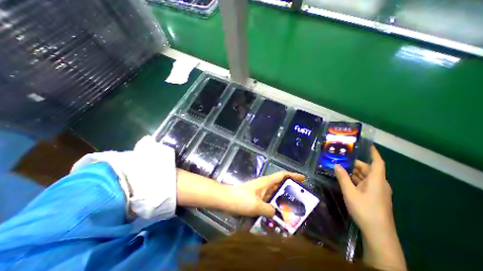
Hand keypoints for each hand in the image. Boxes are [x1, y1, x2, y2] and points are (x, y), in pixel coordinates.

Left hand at [228, 171, 304, 217]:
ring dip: (282, 199)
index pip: (282, 175)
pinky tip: (278, 213)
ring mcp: (261, 192)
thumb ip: (269, 210)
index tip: (303, 178)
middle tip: (301, 199)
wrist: (227, 200)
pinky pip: (269, 200)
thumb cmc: (241, 199)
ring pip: (275, 193)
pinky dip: (275, 205)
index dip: (292, 175)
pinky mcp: (257, 198)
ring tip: (292, 208)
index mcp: (266, 182)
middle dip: (290, 190)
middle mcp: (265, 185)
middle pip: (280, 184)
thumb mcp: (257, 205)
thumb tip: (276, 213)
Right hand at [334, 147, 393, 238]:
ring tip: (340, 167)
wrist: (378, 233)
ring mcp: (377, 190)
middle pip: (368, 169)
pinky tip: (345, 179)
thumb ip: (343, 178)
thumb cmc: (365, 210)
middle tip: (341, 158)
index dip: (374, 152)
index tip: (367, 144)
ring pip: (365, 176)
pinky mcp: (374, 196)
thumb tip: (336, 165)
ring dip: (353, 172)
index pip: (378, 162)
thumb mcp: (350, 192)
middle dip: (355, 163)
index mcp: (377, 180)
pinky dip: (355, 179)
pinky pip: (364, 183)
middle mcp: (379, 183)